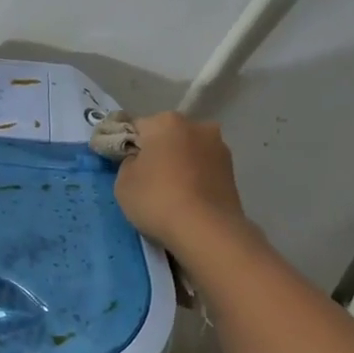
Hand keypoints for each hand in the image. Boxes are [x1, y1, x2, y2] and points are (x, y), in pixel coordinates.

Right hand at [113, 112, 252, 252]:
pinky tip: (187, 199)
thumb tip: (139, 160)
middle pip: (167, 136)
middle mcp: (197, 126)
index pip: (136, 127)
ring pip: (188, 152)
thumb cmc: (157, 199)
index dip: (125, 145)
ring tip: (169, 193)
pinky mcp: (232, 171)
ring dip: (178, 164)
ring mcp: (219, 148)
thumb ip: (127, 163)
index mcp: (166, 122)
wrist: (206, 231)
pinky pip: (203, 169)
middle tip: (145, 179)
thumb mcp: (123, 182)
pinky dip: (194, 178)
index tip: (120, 164)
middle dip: (156, 152)